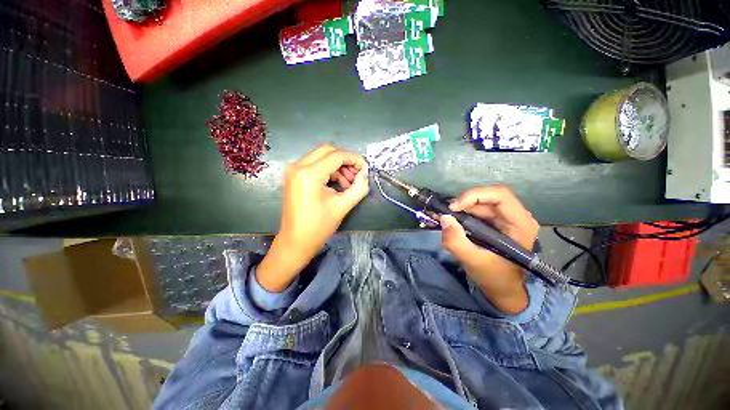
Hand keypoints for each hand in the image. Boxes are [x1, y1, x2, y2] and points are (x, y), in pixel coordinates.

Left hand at [257, 145, 368, 291]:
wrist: (295, 241)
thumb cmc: (318, 227)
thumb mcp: (343, 206)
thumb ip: (359, 188)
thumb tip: (365, 174)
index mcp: (309, 174)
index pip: (337, 156)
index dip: (355, 159)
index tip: (366, 169)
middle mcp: (298, 166)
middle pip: (328, 150)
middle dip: (346, 160)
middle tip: (357, 175)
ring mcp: (293, 169)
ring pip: (321, 156)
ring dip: (338, 166)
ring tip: (349, 183)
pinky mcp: (294, 175)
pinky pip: (315, 164)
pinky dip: (329, 170)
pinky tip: (338, 183)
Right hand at [440, 186, 538, 313]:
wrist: (502, 290)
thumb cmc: (494, 278)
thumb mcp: (473, 262)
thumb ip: (457, 241)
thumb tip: (444, 218)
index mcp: (520, 225)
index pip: (500, 196)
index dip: (475, 196)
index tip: (453, 207)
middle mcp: (517, 217)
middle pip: (489, 197)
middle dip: (465, 202)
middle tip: (446, 213)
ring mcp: (507, 219)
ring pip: (482, 202)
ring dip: (462, 207)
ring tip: (447, 217)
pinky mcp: (497, 222)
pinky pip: (479, 210)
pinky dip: (464, 212)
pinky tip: (454, 220)